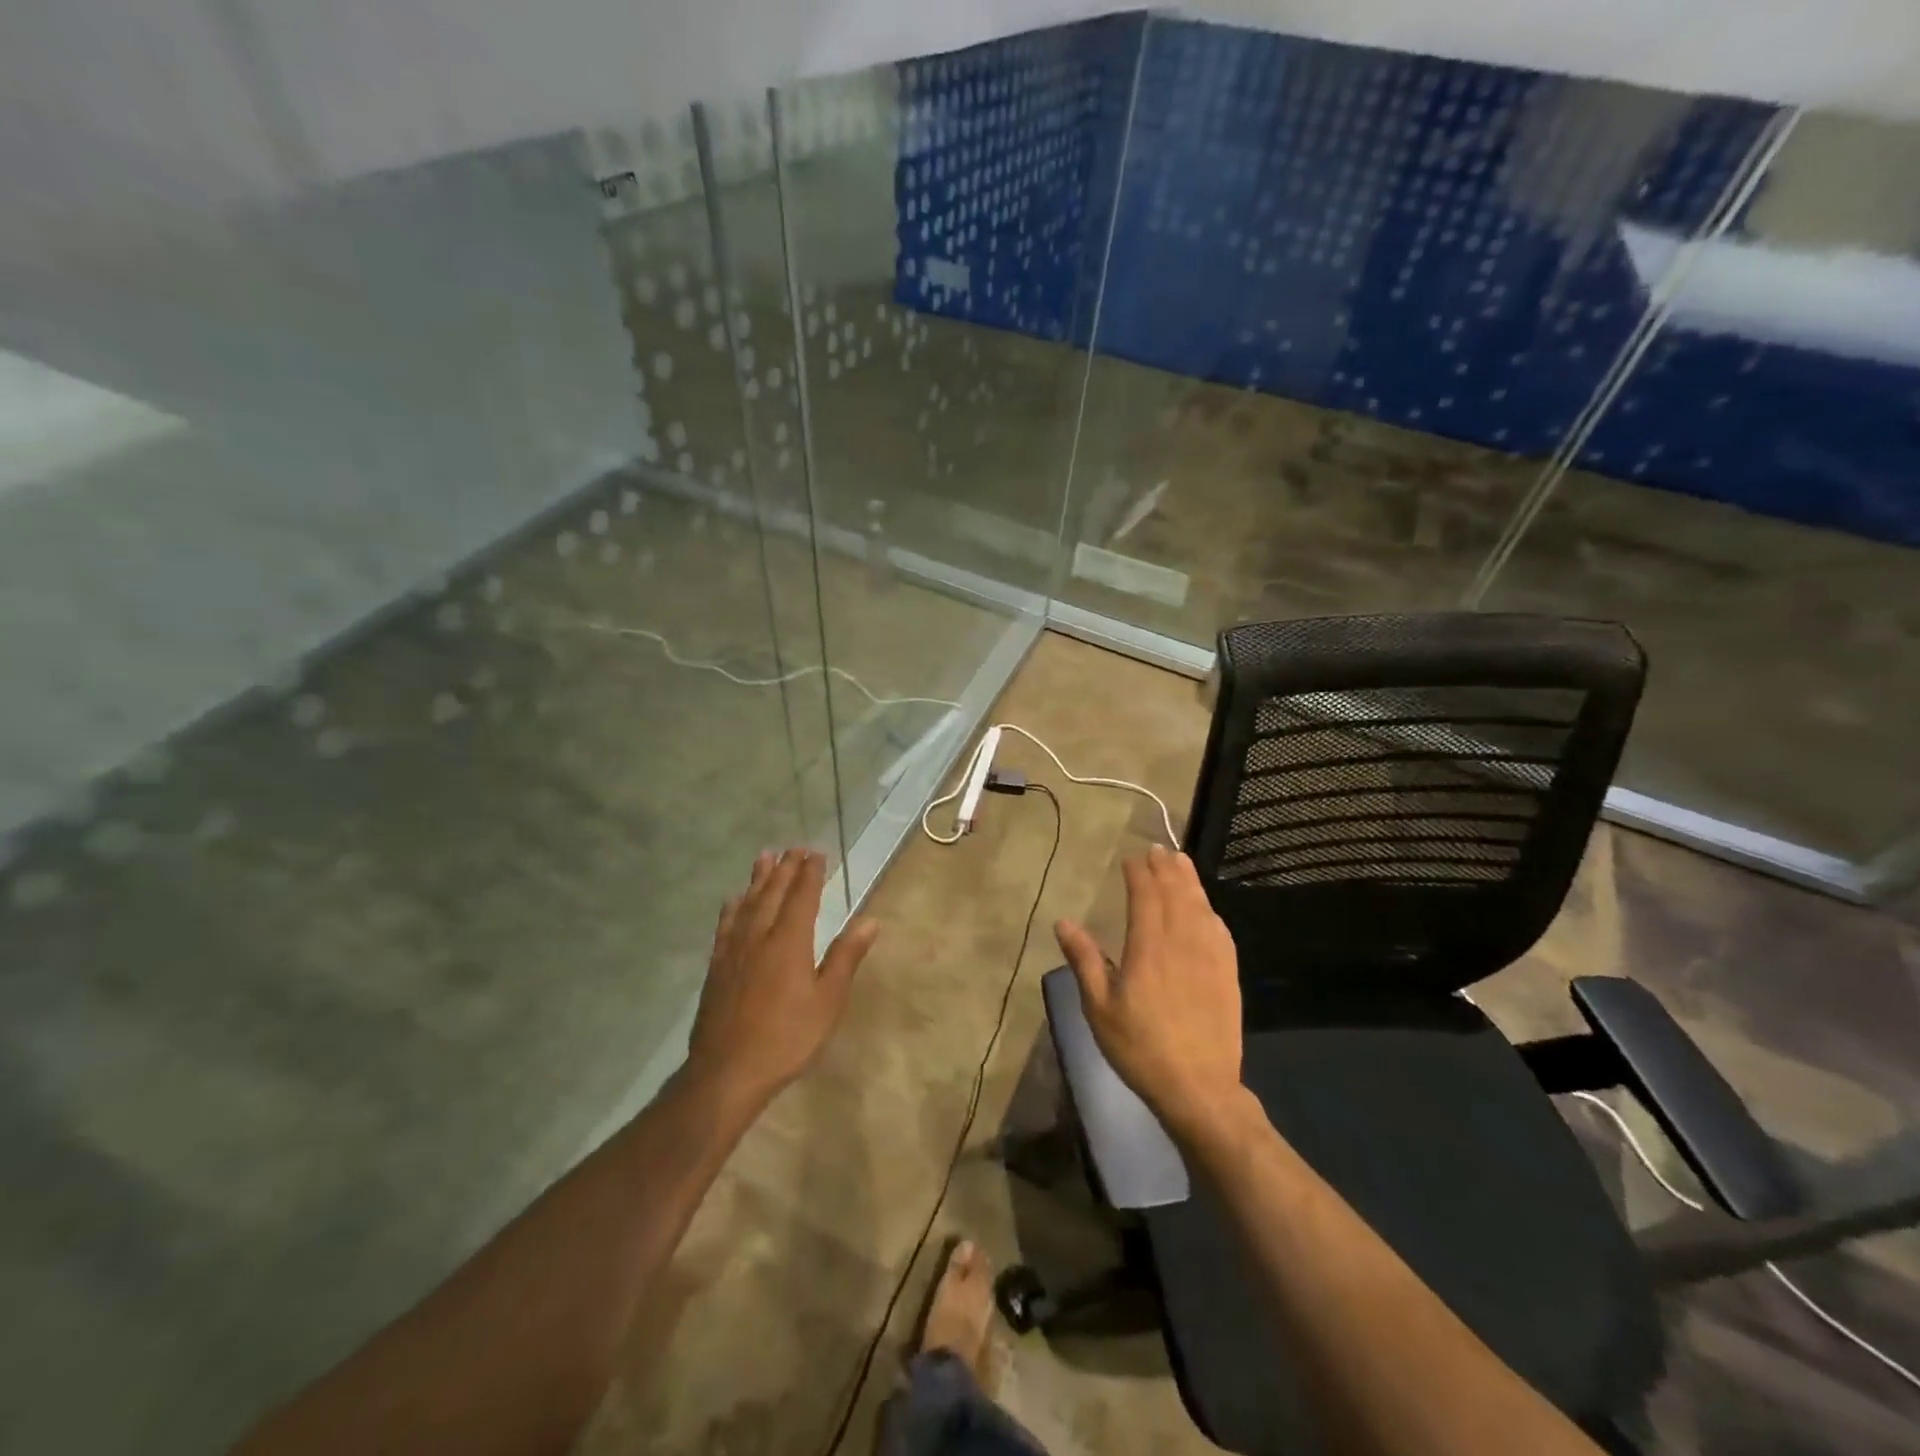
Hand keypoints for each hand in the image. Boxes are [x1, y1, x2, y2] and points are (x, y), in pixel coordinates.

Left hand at [686, 848, 879, 1108]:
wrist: (726, 1071)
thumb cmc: (787, 1038)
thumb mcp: (827, 1001)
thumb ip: (846, 957)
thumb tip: (870, 921)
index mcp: (789, 942)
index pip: (802, 897)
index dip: (810, 874)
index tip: (816, 854)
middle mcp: (759, 936)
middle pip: (773, 893)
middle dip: (786, 869)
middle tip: (794, 849)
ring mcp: (733, 951)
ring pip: (747, 903)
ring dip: (758, 879)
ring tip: (765, 857)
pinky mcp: (717, 967)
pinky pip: (726, 925)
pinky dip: (733, 907)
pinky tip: (733, 901)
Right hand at [1054, 845, 1242, 1139]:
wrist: (1199, 1088)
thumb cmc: (1140, 1048)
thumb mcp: (1099, 1008)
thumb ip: (1084, 960)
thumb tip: (1064, 921)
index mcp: (1148, 947)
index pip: (1146, 896)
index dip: (1139, 873)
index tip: (1131, 858)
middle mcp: (1182, 942)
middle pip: (1176, 893)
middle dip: (1166, 868)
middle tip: (1158, 849)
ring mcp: (1210, 957)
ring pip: (1200, 906)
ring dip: (1189, 881)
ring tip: (1181, 862)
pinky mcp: (1228, 973)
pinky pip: (1220, 930)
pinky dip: (1210, 910)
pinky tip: (1206, 908)